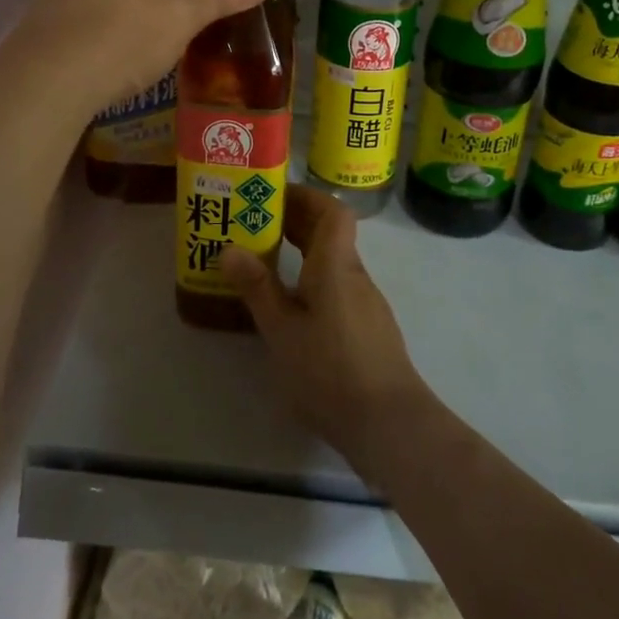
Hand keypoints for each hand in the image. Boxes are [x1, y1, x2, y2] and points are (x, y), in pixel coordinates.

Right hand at [221, 183, 433, 476]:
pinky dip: (313, 281)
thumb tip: (230, 248)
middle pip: (332, 233)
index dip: (305, 197)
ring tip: (265, 263)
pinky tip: (291, 306)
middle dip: (296, 222)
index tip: (273, 197)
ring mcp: (366, 303)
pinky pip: (338, 287)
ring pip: (334, 262)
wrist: (388, 422)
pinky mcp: (368, 328)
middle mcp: (355, 275)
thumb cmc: (330, 369)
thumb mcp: (282, 329)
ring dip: (303, 253)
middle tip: (256, 225)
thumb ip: (258, 288)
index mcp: (336, 265)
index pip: (332, 210)